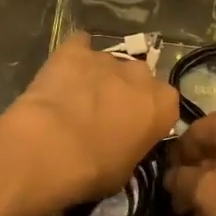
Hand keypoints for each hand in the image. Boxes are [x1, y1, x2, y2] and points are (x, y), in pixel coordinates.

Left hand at [0, 34, 180, 215]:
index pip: (165, 103)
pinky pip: (79, 46)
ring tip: (77, 99)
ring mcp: (107, 57)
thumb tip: (124, 141)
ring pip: (109, 64)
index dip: (148, 115)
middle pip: (139, 78)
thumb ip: (134, 145)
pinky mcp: (74, 49)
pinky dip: (74, 57)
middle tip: (105, 114)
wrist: (50, 147)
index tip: (134, 128)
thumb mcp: (127, 169)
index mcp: (163, 103)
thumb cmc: (94, 169)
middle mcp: (141, 74)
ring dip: (99, 78)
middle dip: (126, 92)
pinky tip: (63, 72)